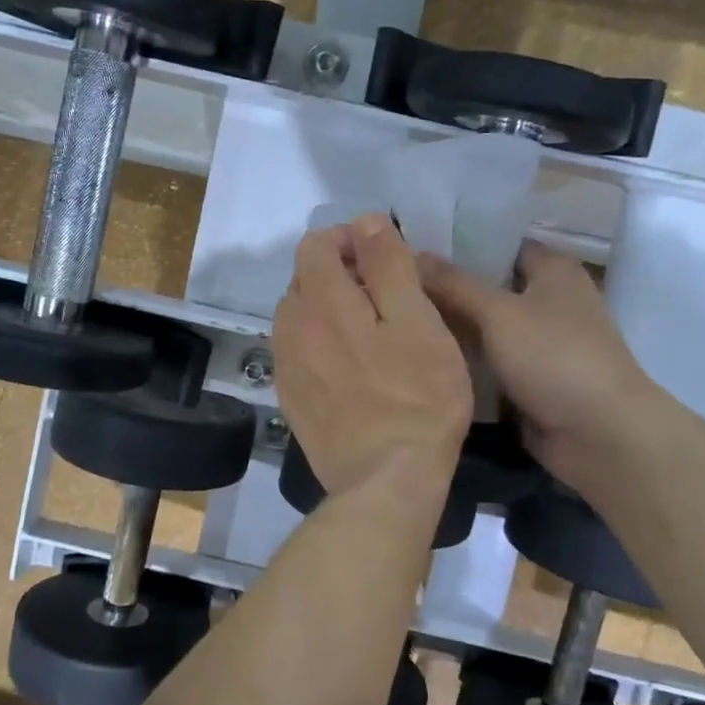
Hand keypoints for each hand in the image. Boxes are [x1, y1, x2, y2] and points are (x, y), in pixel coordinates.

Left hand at [273, 216, 472, 497]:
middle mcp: (291, 329)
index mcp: (321, 302)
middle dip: (338, 273)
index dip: (348, 240)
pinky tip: (349, 366)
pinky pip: (297, 352)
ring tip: (367, 331)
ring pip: (298, 316)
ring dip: (326, 309)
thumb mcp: (418, 322)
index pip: (315, 245)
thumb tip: (365, 222)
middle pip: (303, 279)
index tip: (383, 259)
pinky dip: (318, 343)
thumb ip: (388, 266)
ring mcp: (287, 367)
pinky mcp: (291, 399)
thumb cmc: (417, 398)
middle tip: (382, 297)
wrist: (386, 481)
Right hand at [418, 242, 661, 498]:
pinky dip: (465, 362)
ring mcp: (541, 343)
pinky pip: (490, 363)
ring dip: (452, 329)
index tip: (412, 246)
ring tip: (395, 317)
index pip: (500, 244)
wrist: (600, 434)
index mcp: (553, 270)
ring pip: (486, 328)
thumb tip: (413, 254)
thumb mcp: (499, 313)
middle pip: (489, 287)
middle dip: (447, 289)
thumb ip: (454, 285)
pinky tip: (420, 357)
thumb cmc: (555, 357)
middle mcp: (549, 300)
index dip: (460, 243)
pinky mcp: (531, 380)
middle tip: (391, 285)